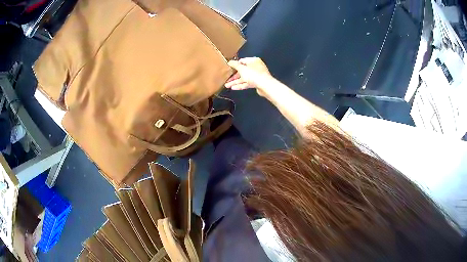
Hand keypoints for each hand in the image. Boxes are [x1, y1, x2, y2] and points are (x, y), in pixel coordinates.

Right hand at [225, 57, 272, 95]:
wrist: (265, 85)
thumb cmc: (253, 74)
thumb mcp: (242, 68)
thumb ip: (235, 65)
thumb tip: (229, 61)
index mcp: (253, 61)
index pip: (242, 61)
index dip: (235, 64)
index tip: (228, 68)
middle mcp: (255, 67)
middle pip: (242, 70)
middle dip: (234, 76)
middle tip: (226, 79)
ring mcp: (256, 75)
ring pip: (244, 78)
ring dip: (235, 82)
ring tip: (227, 85)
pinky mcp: (256, 83)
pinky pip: (247, 83)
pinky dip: (240, 85)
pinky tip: (233, 88)